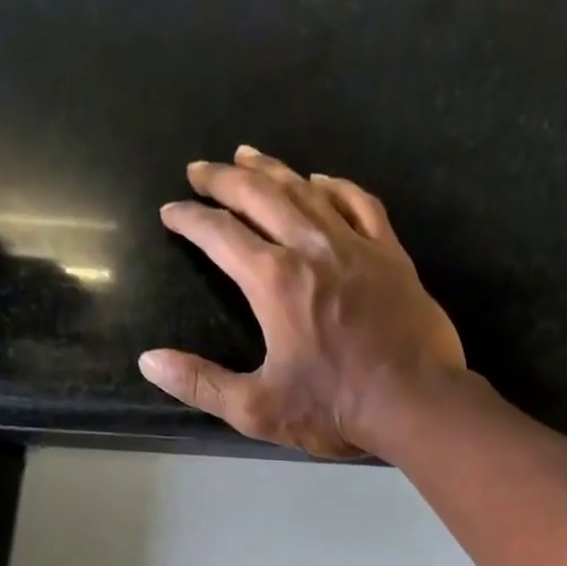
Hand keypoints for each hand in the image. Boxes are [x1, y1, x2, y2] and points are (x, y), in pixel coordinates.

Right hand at [139, 148, 465, 457]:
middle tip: (201, 169)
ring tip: (249, 156)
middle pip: (259, 196)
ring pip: (307, 191)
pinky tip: (322, 180)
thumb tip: (149, 361)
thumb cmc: (336, 409)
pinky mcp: (391, 256)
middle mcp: (311, 248)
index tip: (171, 211)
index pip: (220, 235)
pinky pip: (360, 204)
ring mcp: (356, 246)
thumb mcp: (259, 409)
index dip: (190, 219)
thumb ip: (202, 385)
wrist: (416, 403)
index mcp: (274, 281)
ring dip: (272, 170)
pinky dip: (336, 186)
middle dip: (224, 179)